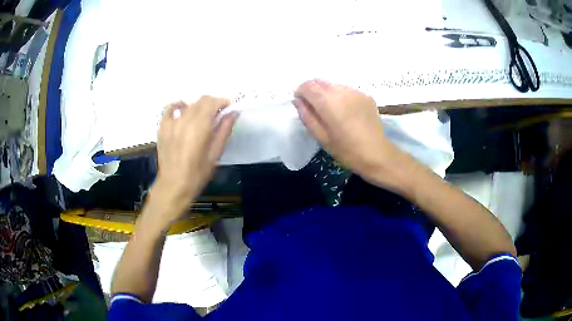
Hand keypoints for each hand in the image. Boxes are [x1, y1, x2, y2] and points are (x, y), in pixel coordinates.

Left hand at [152, 96, 237, 219]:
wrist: (174, 185)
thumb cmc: (197, 174)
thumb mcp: (215, 154)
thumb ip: (224, 131)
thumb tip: (233, 113)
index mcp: (200, 127)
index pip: (212, 102)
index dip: (222, 101)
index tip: (229, 107)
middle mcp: (185, 120)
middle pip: (201, 100)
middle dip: (212, 102)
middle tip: (219, 113)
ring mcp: (172, 123)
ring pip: (188, 104)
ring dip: (199, 106)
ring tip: (203, 116)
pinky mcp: (163, 128)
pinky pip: (169, 109)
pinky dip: (178, 105)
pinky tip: (183, 108)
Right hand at [294, 79, 397, 177]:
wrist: (378, 155)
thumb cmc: (347, 150)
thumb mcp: (322, 137)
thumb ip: (307, 116)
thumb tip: (298, 101)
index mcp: (329, 102)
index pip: (308, 86)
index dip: (300, 92)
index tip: (301, 103)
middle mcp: (342, 91)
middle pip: (321, 82)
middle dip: (313, 91)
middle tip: (314, 108)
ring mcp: (356, 92)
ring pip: (334, 85)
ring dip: (327, 93)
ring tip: (331, 111)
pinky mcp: (366, 96)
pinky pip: (347, 90)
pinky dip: (340, 96)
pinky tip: (345, 112)